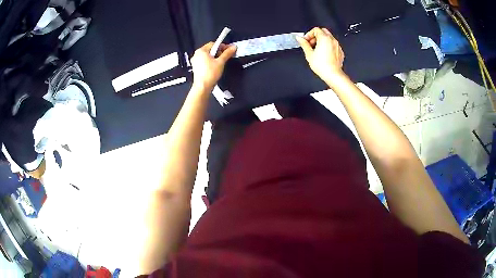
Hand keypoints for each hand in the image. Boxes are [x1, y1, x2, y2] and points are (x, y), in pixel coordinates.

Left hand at [191, 42, 236, 89]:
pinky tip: (215, 66)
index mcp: (201, 51)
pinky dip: (210, 61)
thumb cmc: (210, 74)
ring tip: (221, 62)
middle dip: (219, 51)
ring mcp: (195, 61)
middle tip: (226, 56)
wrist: (203, 86)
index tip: (229, 49)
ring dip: (215, 57)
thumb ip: (227, 53)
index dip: (222, 46)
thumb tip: (233, 47)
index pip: (213, 44)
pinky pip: (204, 61)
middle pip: (210, 49)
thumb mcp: (221, 62)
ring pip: (207, 55)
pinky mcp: (196, 67)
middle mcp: (197, 54)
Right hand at [296, 27, 345, 83]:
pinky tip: (324, 54)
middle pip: (323, 31)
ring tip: (317, 50)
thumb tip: (299, 38)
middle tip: (311, 43)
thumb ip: (304, 44)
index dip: (309, 34)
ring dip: (322, 41)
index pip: (315, 30)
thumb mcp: (309, 54)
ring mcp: (337, 46)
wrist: (333, 75)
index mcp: (324, 38)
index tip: (306, 40)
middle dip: (316, 36)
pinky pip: (333, 45)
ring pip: (329, 38)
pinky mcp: (340, 52)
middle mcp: (332, 40)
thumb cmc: (323, 65)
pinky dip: (328, 46)